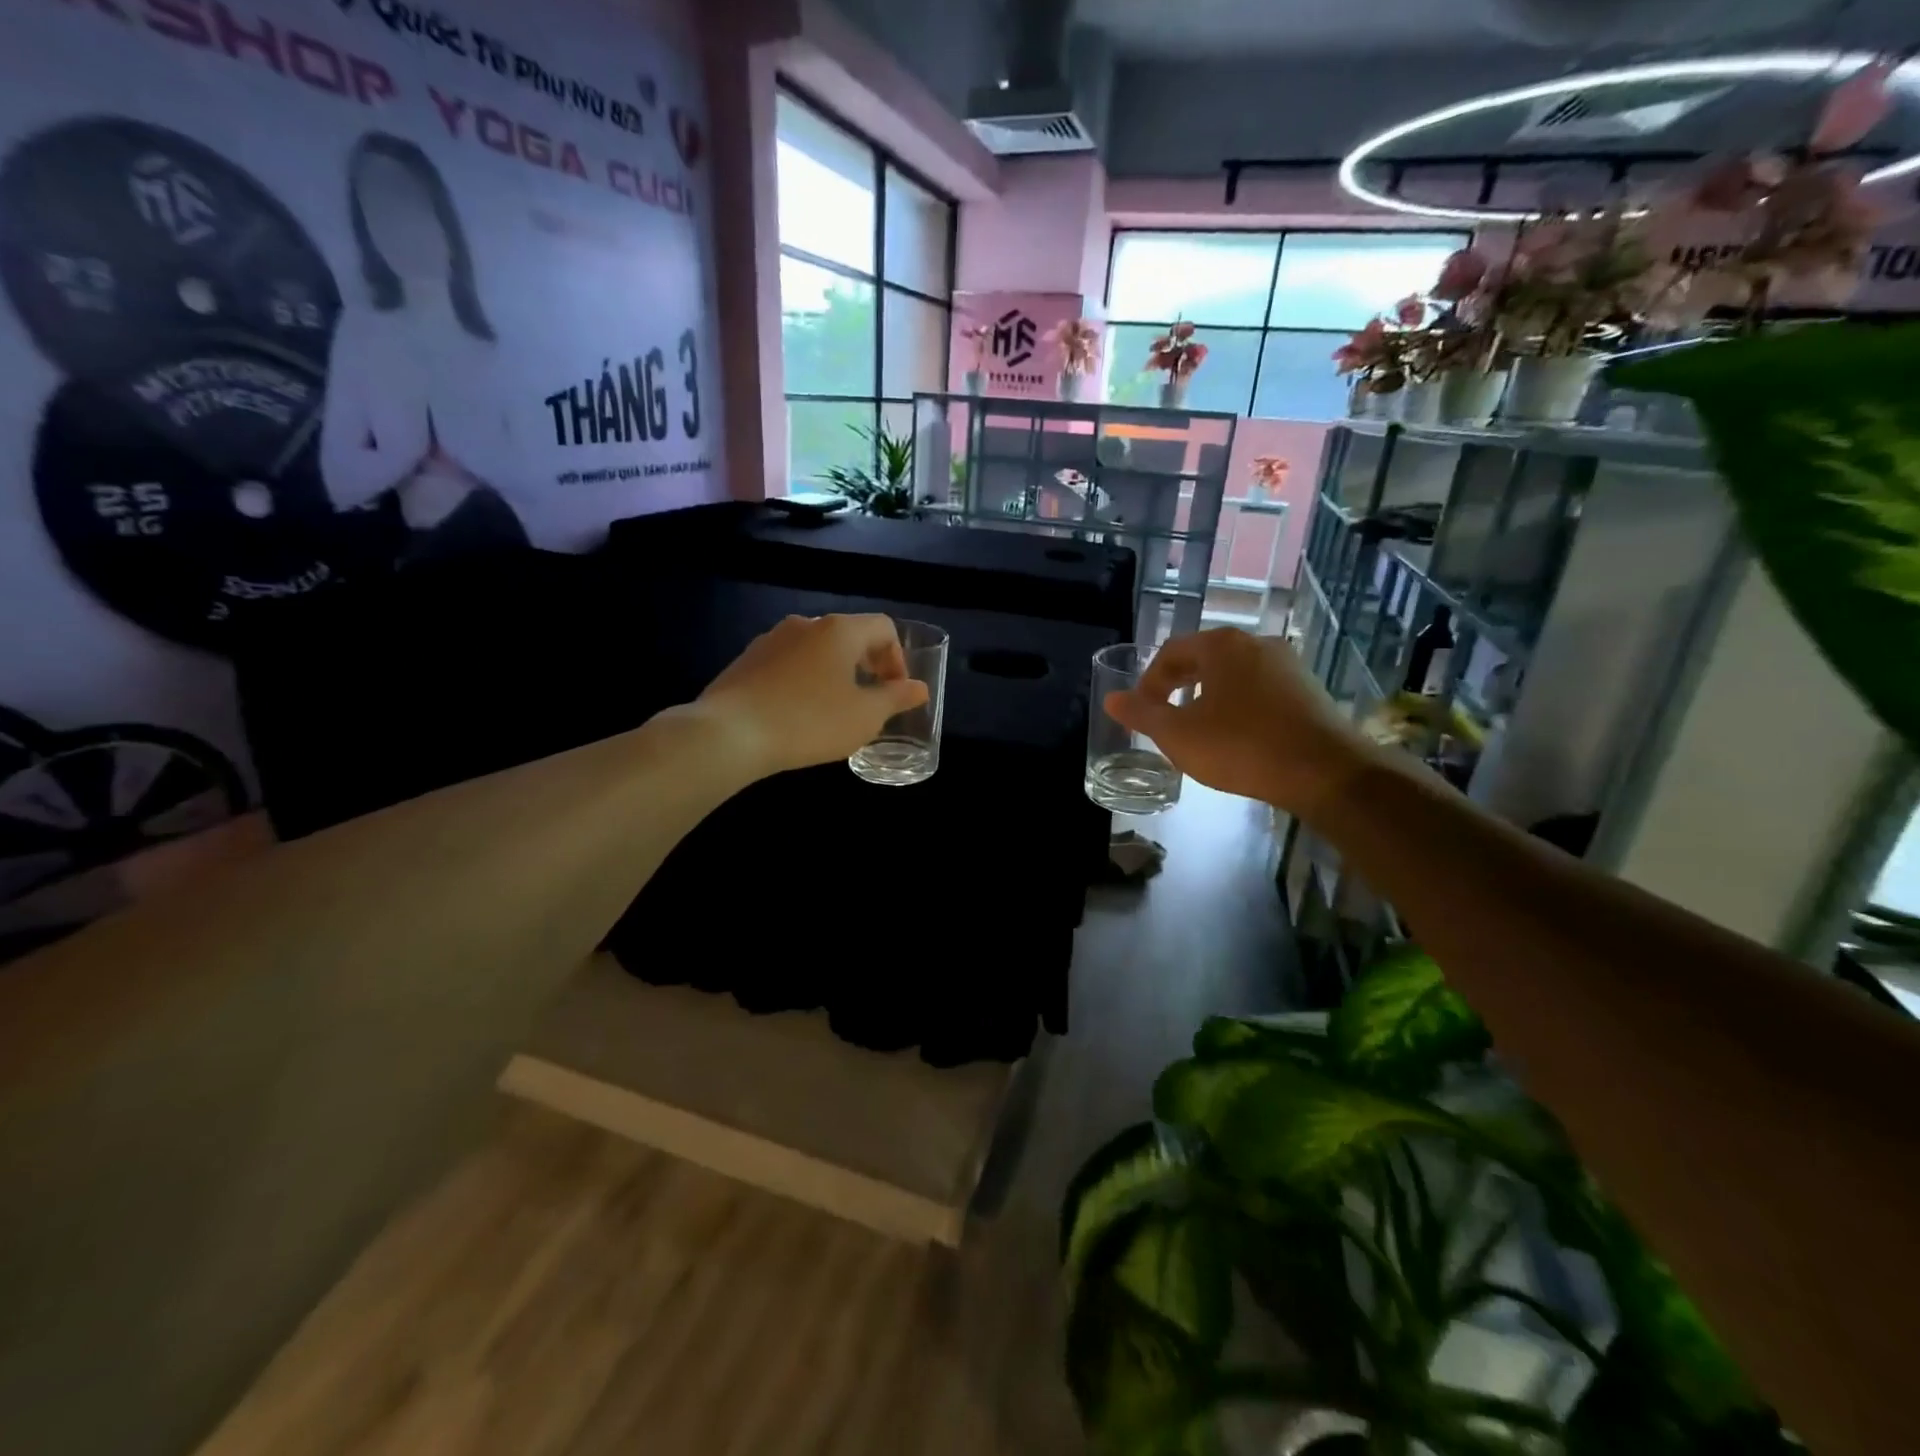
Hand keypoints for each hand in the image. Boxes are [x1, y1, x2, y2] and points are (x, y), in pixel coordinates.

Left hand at [694, 614, 928, 777]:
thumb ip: (896, 698)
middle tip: (870, 700)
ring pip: (816, 649)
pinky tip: (798, 712)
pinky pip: (788, 663)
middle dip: (867, 664)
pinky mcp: (746, 660)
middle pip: (849, 634)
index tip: (895, 691)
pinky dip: (804, 679)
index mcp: (839, 630)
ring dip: (834, 672)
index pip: (883, 627)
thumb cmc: (809, 722)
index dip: (898, 657)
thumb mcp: (864, 717)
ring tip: (834, 708)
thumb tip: (919, 688)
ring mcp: (771, 639)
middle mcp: (805, 624)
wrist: (729, 734)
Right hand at [1106, 628, 1372, 815]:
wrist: (1325, 772)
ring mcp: (1288, 665)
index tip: (1141, 712)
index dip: (1148, 682)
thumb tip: (1111, 699)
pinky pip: (1260, 691)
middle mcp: (1256, 643)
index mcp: (1222, 645)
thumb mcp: (1178, 735)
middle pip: (1204, 659)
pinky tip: (1237, 738)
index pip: (1171, 652)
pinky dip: (1238, 707)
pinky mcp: (1308, 690)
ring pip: (1233, 675)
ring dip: (1208, 697)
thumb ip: (1141, 715)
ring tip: (1198, 730)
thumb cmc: (1241, 746)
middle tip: (1164, 718)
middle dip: (1178, 687)